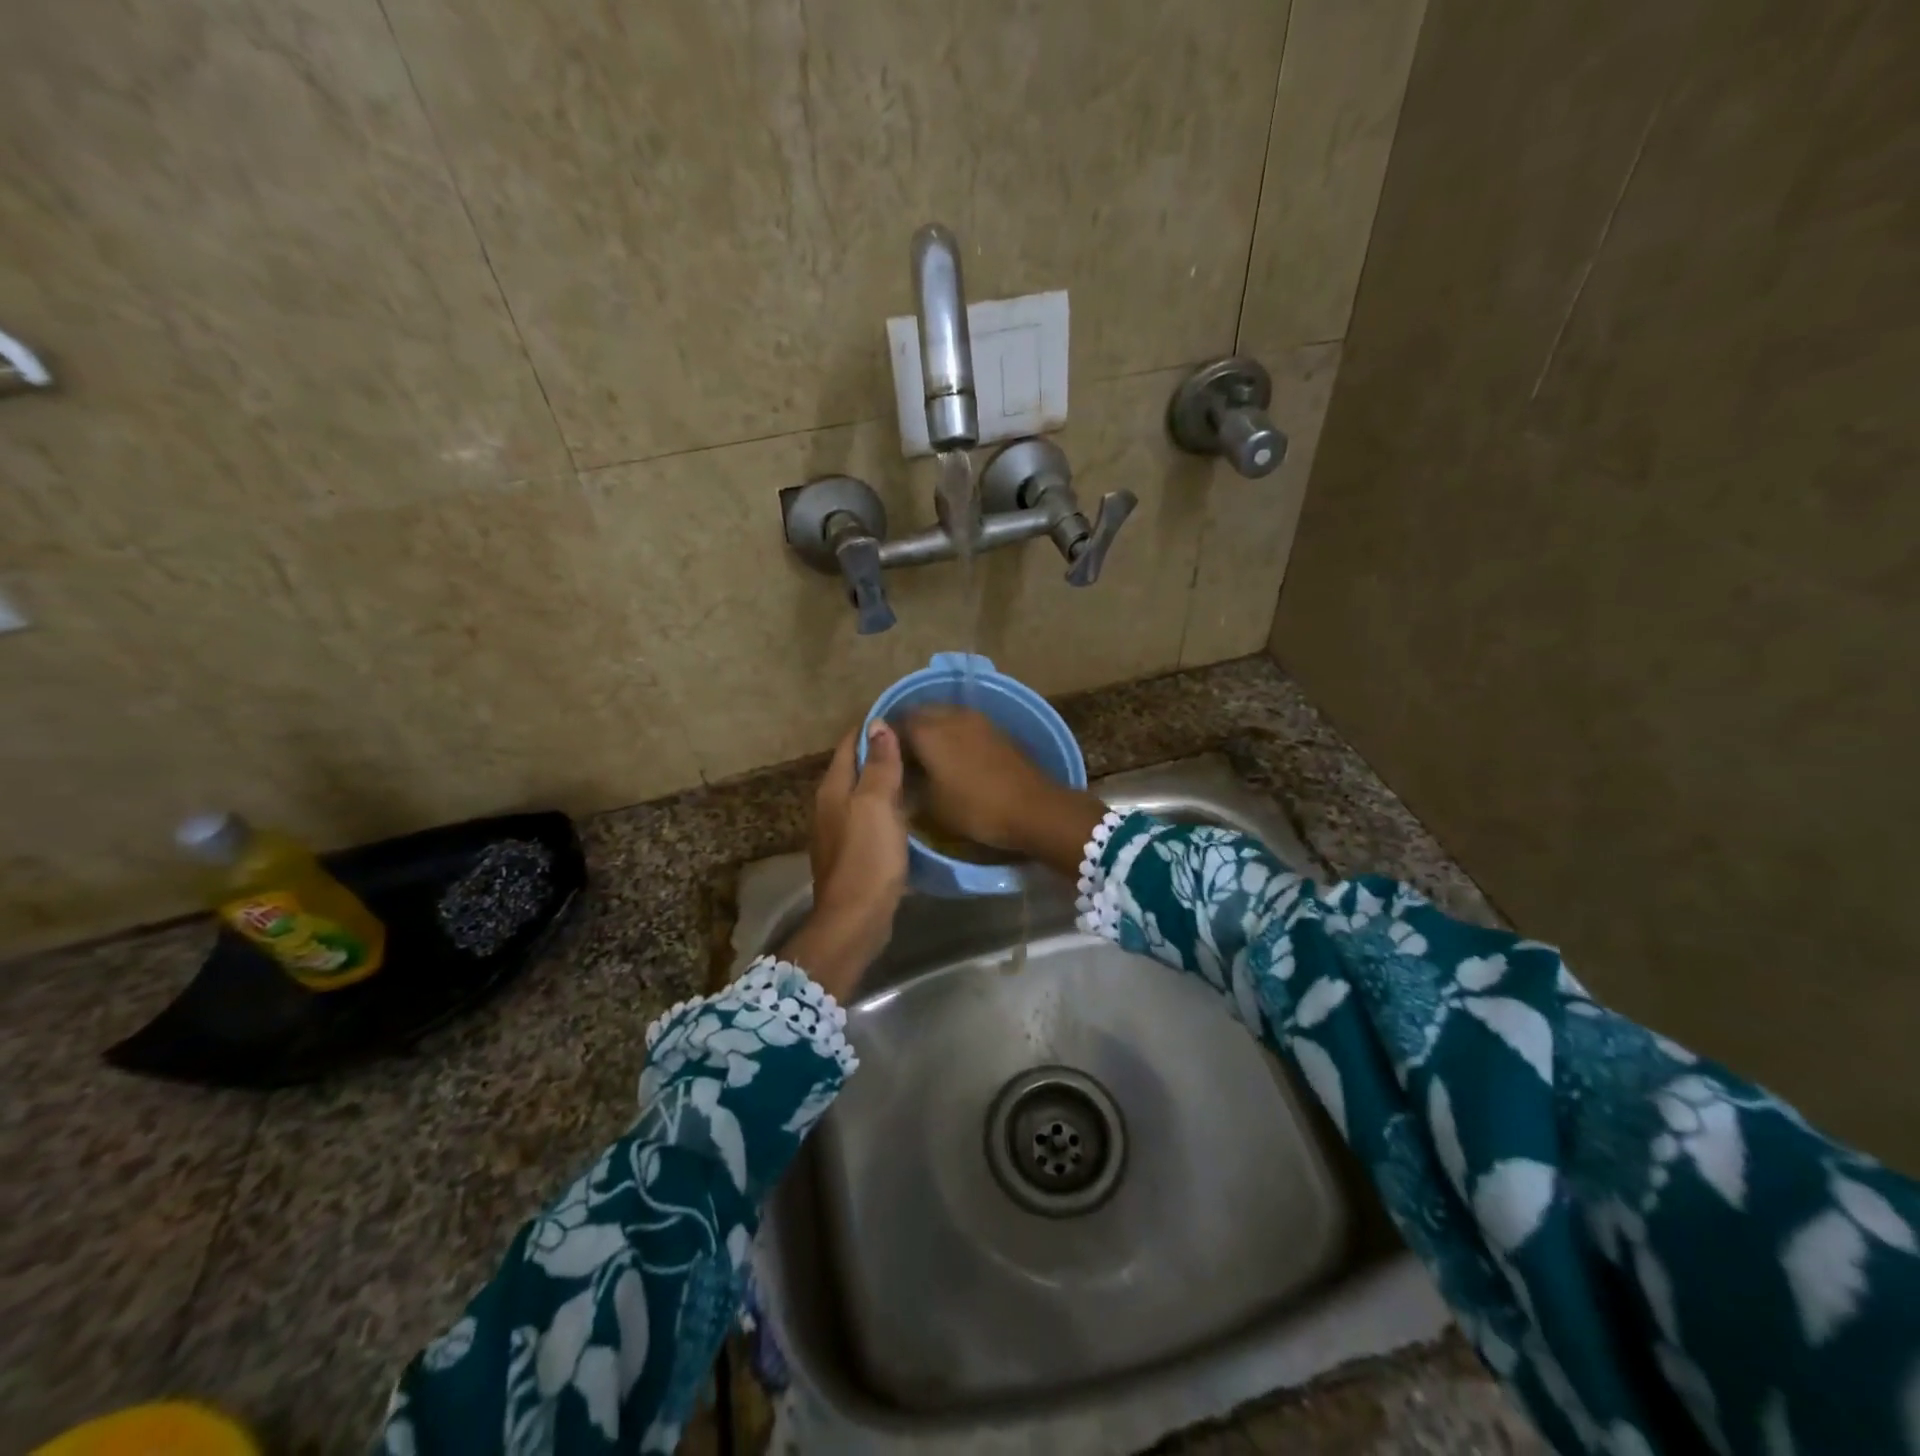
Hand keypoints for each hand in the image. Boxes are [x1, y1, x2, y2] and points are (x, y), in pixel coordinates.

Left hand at [779, 722, 908, 999]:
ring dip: (883, 781)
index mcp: (833, 788)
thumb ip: (879, 764)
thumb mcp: (877, 804)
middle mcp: (830, 806)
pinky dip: (886, 807)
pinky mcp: (852, 854)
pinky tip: (906, 811)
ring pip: (862, 794)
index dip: (871, 728)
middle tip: (915, 742)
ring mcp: (839, 832)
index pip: (848, 744)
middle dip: (878, 752)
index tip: (900, 716)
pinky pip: (869, 818)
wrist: (856, 919)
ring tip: (915, 771)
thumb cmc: (867, 857)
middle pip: (854, 768)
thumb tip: (877, 723)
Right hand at [897, 707, 1106, 875]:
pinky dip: (951, 734)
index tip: (878, 757)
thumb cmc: (976, 809)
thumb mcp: (932, 805)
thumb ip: (909, 783)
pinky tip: (952, 756)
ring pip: (943, 715)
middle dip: (907, 729)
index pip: (895, 723)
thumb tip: (899, 774)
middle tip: (901, 756)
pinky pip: (962, 723)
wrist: (1033, 808)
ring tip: (926, 756)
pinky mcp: (995, 728)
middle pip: (920, 713)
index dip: (884, 739)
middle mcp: (950, 716)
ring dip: (931, 729)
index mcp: (928, 731)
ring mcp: (976, 719)